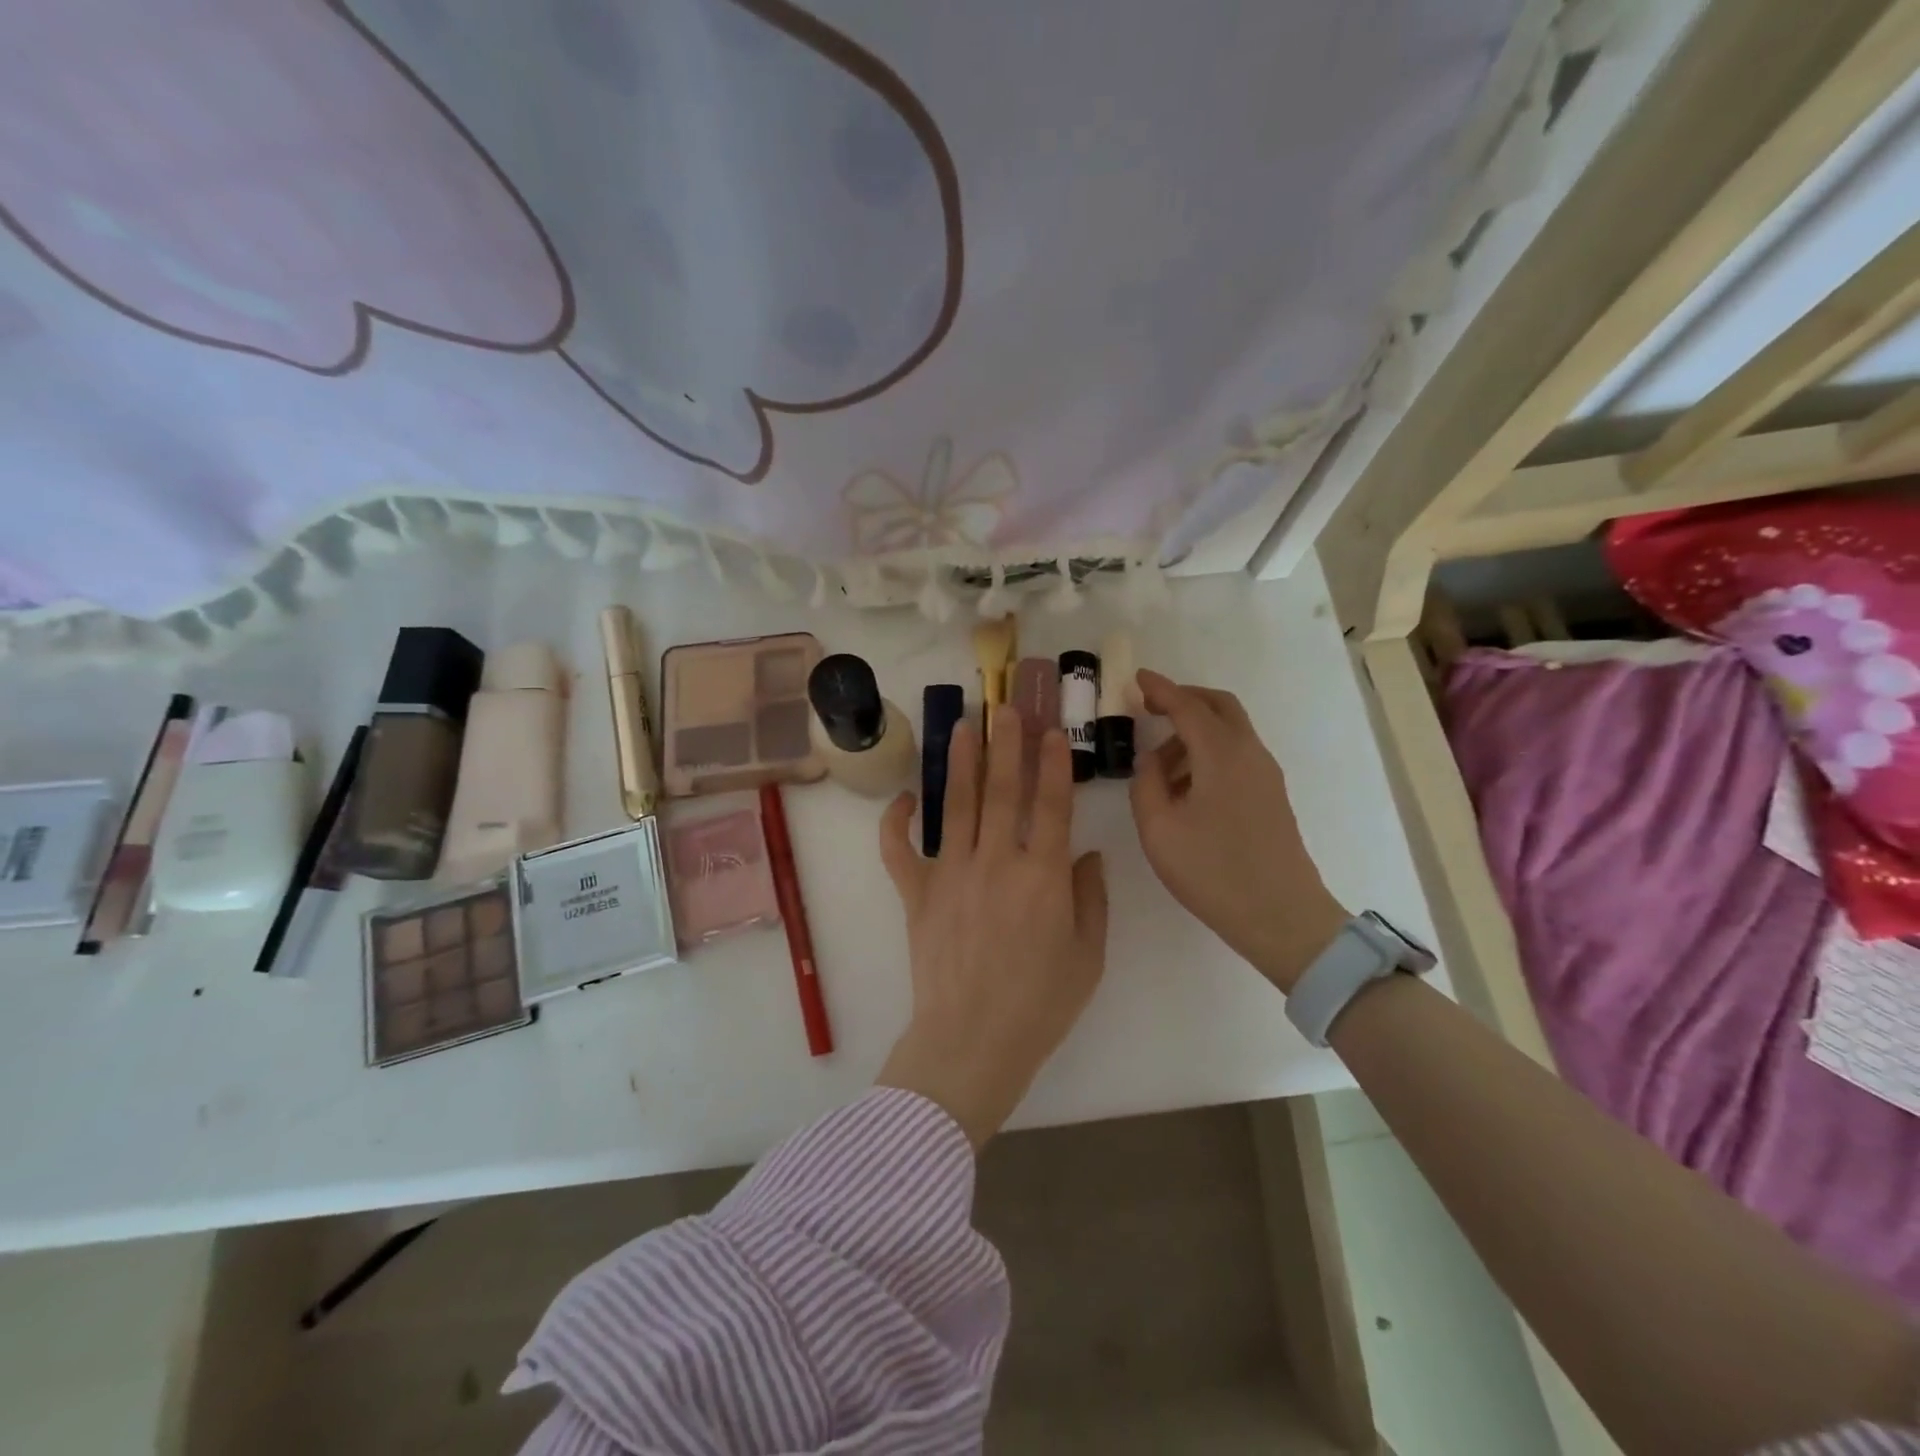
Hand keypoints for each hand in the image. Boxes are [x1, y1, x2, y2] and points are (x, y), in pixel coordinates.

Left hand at [876, 708, 1108, 1146]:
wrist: (972, 1042)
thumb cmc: (1040, 1004)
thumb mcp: (1087, 956)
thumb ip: (1090, 898)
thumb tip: (1086, 854)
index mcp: (1042, 876)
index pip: (1051, 805)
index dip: (1053, 764)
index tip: (1051, 732)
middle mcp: (996, 862)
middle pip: (1002, 791)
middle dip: (1006, 745)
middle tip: (1006, 708)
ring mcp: (950, 874)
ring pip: (956, 806)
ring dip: (961, 763)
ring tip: (963, 726)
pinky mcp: (916, 895)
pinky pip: (899, 851)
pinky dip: (896, 823)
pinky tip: (904, 798)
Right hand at [1130, 671, 1346, 993]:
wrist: (1281, 916)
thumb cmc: (1213, 871)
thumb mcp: (1158, 829)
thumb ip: (1145, 784)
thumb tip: (1151, 761)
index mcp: (1221, 754)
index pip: (1187, 706)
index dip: (1159, 689)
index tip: (1136, 679)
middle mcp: (1249, 753)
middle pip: (1219, 705)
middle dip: (1183, 698)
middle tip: (1149, 707)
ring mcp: (1265, 774)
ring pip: (1229, 730)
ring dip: (1194, 730)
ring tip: (1159, 764)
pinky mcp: (1271, 795)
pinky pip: (1236, 753)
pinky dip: (1208, 751)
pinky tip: (1186, 785)